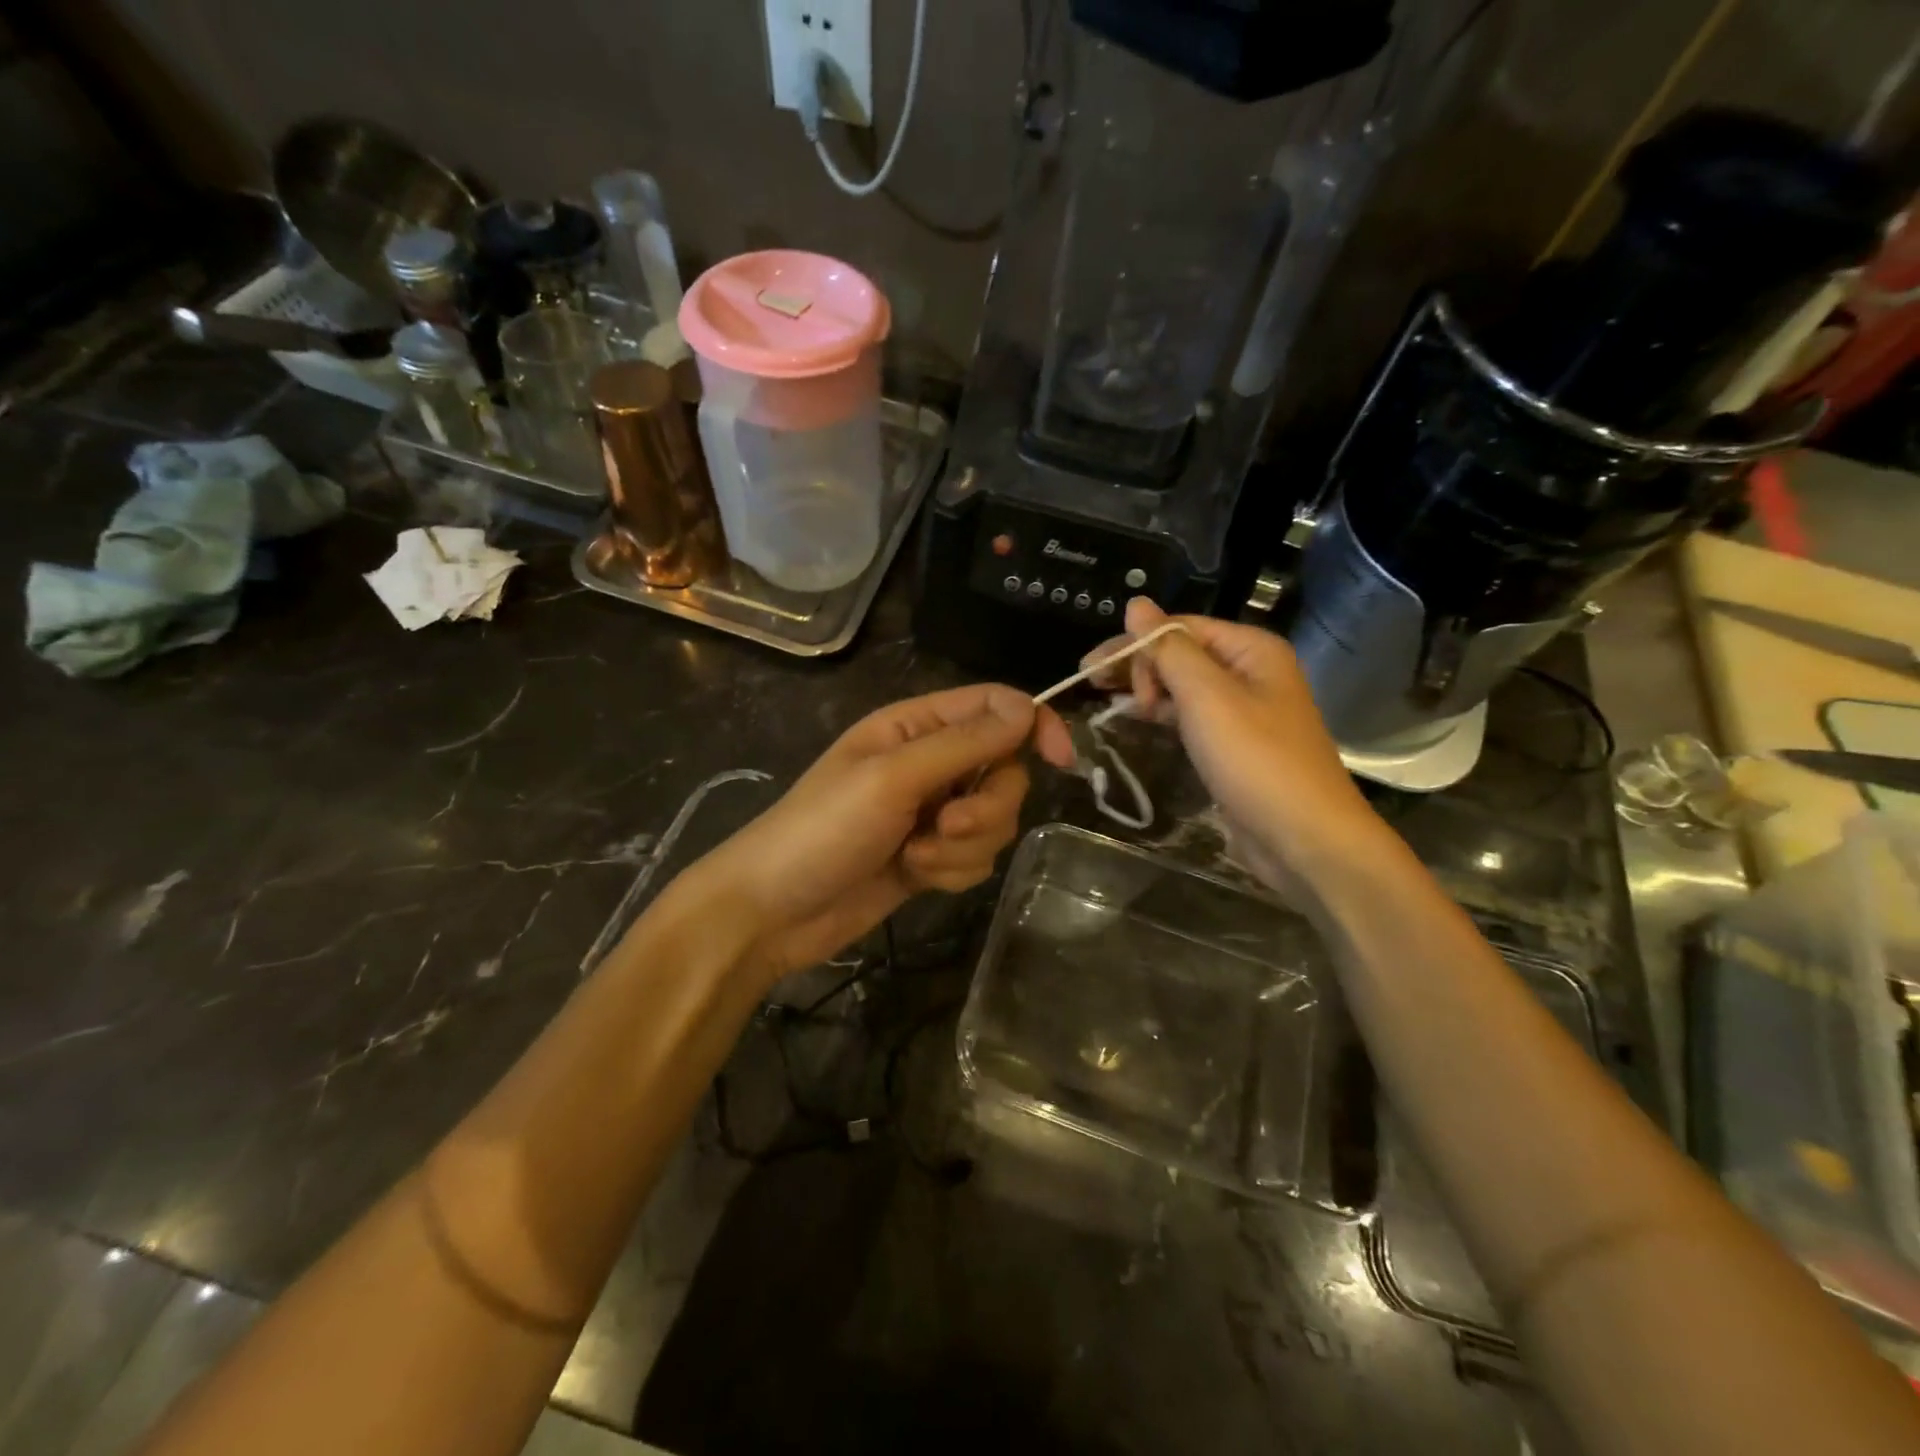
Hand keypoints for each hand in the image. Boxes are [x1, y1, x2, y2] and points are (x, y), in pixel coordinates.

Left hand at [696, 683, 1046, 985]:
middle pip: (1004, 770)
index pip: (995, 707)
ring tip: (917, 856)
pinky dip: (953, 870)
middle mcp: (930, 763)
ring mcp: (932, 813)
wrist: (774, 911)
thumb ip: (963, 744)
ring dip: (964, 844)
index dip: (1033, 726)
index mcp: (916, 726)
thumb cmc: (823, 829)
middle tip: (946, 824)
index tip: (1061, 760)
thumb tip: (1027, 709)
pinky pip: (976, 856)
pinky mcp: (932, 856)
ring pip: (995, 820)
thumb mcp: (892, 777)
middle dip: (986, 805)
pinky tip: (915, 876)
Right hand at [1046, 598, 1390, 895]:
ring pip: (1182, 685)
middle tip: (1098, 691)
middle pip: (1180, 652)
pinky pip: (1191, 716)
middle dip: (1138, 666)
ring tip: (1112, 707)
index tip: (1091, 672)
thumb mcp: (1207, 697)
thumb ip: (1169, 649)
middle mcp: (1250, 671)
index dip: (1133, 643)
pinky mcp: (1234, 743)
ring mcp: (1244, 709)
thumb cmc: (1255, 761)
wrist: (1305, 839)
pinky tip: (1140, 722)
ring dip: (1147, 690)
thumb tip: (1136, 604)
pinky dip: (1162, 715)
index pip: (1178, 627)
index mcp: (1250, 649)